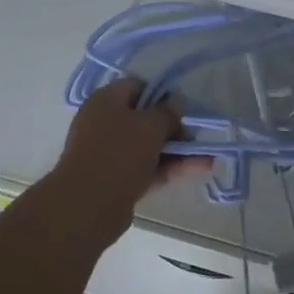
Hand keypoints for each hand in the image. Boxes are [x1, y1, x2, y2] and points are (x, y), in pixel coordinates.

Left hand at [51, 79, 207, 239]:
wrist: (87, 206)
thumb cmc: (119, 153)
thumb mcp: (150, 126)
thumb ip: (167, 112)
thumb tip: (176, 103)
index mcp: (105, 100)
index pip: (137, 87)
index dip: (162, 95)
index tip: (182, 109)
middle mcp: (103, 122)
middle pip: (144, 119)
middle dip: (172, 128)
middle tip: (194, 137)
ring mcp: (108, 153)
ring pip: (147, 146)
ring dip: (176, 151)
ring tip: (206, 159)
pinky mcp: (115, 180)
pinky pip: (146, 168)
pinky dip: (168, 168)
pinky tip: (197, 170)